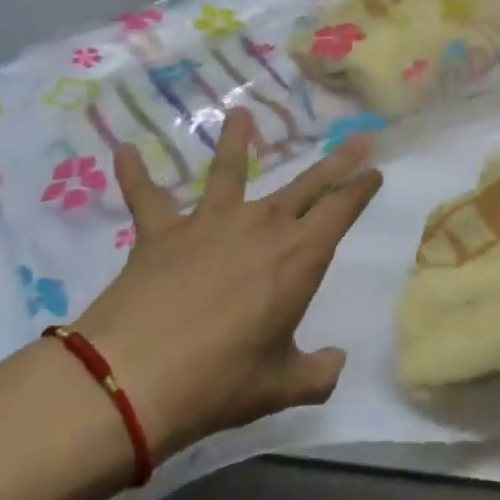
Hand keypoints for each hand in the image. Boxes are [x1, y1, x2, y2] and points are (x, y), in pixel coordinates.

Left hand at [72, 110, 382, 468]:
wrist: (132, 378)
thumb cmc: (219, 381)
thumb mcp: (280, 386)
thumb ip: (317, 374)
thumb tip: (335, 363)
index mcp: (298, 256)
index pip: (341, 210)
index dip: (361, 188)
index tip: (375, 171)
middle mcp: (261, 226)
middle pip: (306, 184)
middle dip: (336, 161)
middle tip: (358, 138)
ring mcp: (209, 222)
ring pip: (229, 170)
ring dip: (236, 141)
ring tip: (240, 114)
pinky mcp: (161, 232)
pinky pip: (146, 197)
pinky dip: (134, 173)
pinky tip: (124, 151)